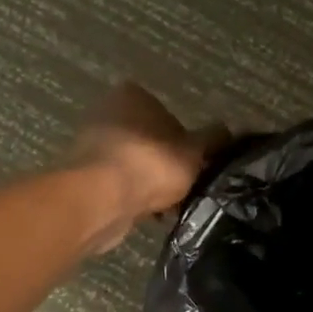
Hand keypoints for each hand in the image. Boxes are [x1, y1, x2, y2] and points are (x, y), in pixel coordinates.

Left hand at [70, 82, 228, 251]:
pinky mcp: (82, 176)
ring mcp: (90, 145)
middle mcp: (107, 112)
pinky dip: (133, 197)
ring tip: (172, 206)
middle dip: (166, 163)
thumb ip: (214, 139)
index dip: (185, 140)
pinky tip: (151, 216)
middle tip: (186, 185)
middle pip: (149, 140)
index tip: (195, 163)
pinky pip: (118, 185)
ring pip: (134, 165)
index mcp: (132, 95)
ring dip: (150, 183)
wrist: (100, 200)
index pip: (167, 113)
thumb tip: (230, 131)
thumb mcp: (195, 150)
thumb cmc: (151, 163)